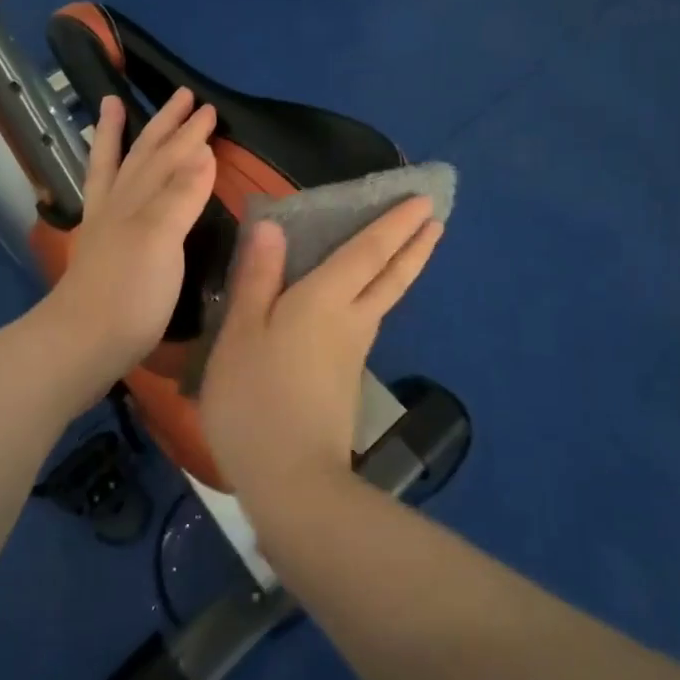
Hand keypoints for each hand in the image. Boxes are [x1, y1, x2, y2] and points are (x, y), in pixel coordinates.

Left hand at [38, 88, 217, 392]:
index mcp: (140, 199)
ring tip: (113, 104)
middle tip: (183, 96)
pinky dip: (106, 174)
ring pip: (117, 167)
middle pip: (145, 154)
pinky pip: (103, 195)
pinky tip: (111, 177)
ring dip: (119, 135)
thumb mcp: (161, 240)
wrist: (82, 343)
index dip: (192, 134)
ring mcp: (107, 224)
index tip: (211, 109)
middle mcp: (121, 204)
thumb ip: (181, 195)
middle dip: (166, 124)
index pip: (172, 157)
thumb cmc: (130, 294)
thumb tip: (202, 152)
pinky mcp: (101, 247)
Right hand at [199, 197, 442, 505]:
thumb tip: (275, 227)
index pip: (368, 251)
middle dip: (414, 244)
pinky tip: (365, 300)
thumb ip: (258, 277)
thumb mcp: (242, 332)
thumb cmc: (255, 398)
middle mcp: (350, 319)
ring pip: (385, 298)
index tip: (421, 199)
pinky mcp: (347, 378)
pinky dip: (379, 295)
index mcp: (325, 299)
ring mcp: (353, 351)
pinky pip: (369, 319)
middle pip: (391, 276)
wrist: (290, 479)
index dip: (394, 223)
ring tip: (410, 248)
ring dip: (402, 268)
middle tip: (436, 218)